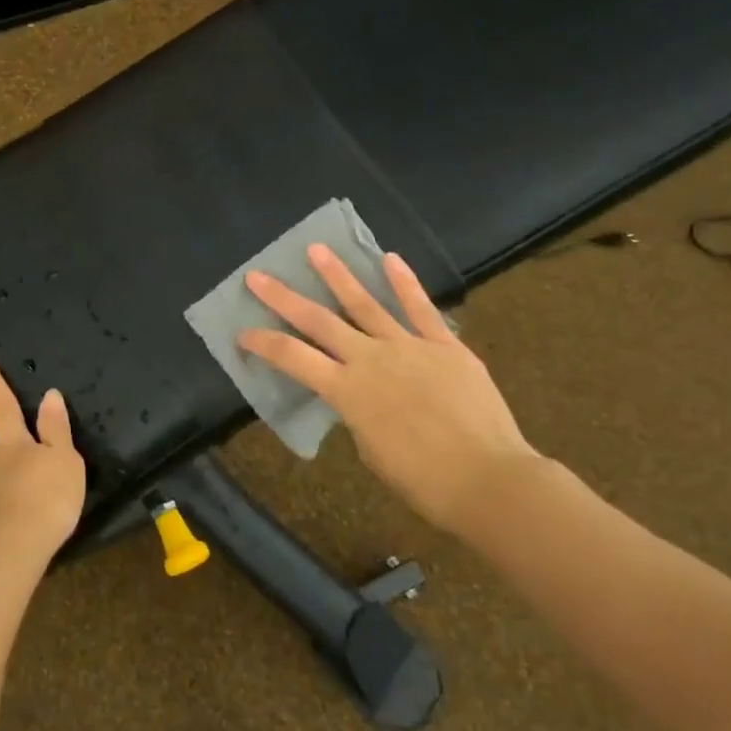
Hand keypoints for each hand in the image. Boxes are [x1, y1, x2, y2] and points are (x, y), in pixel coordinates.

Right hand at [238, 244, 547, 536]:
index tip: (242, 332)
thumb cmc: (424, 481)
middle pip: (318, 321)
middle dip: (284, 298)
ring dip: (337, 276)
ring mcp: (409, 346)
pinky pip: (421, 309)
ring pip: (365, 304)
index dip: (264, 343)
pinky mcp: (445, 345)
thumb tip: (361, 395)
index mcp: (347, 391)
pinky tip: (390, 259)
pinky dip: (405, 283)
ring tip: (316, 250)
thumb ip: (359, 414)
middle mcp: (371, 359)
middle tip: (258, 275)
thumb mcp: (372, 451)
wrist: (488, 479)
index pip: (293, 358)